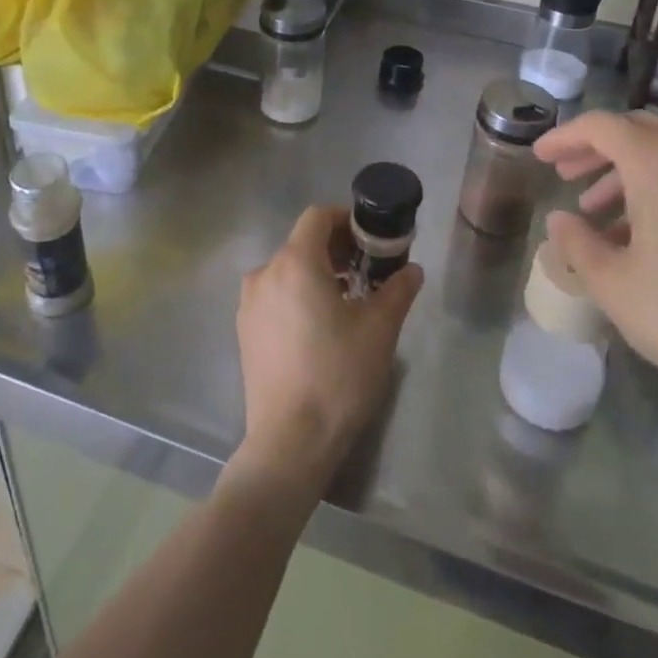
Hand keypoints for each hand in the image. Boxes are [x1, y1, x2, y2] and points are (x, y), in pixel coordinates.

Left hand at [234, 205, 422, 494]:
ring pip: (287, 270)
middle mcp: (265, 273)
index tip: (370, 240)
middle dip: (336, 249)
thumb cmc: (338, 375)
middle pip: (302, 242)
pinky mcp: (244, 331)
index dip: (346, 220)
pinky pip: (274, 295)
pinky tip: (319, 327)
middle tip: (367, 272)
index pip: (318, 216)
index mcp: (295, 262)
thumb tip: (412, 269)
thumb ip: (398, 289)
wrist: (290, 441)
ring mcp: (249, 303)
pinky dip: (297, 295)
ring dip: (317, 273)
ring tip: (347, 301)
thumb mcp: (380, 329)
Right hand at [532, 110, 657, 416]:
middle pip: (636, 130)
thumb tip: (560, 220)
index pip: (601, 126)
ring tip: (598, 211)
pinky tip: (644, 231)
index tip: (540, 156)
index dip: (564, 137)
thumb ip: (576, 241)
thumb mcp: (612, 282)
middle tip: (567, 175)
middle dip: (596, 148)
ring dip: (627, 169)